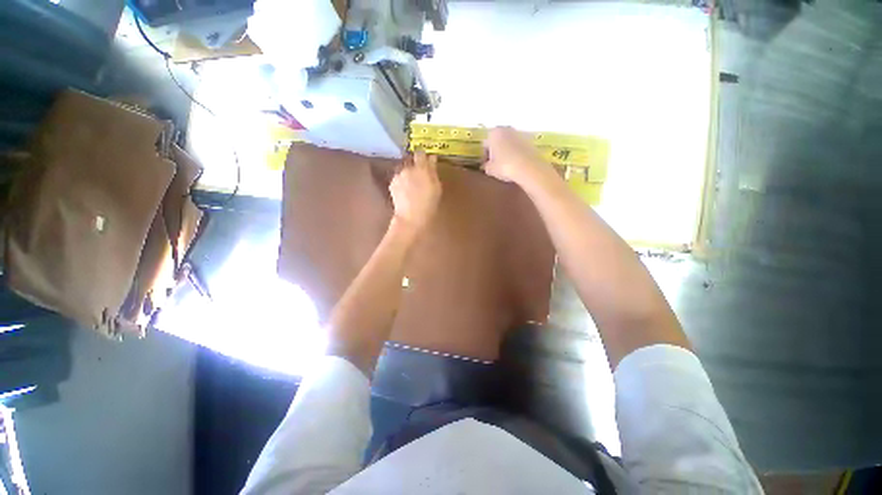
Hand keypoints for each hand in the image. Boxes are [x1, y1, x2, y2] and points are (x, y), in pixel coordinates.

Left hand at [390, 151, 441, 233]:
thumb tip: (432, 158)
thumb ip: (433, 171)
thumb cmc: (429, 204)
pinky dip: (401, 181)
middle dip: (414, 165)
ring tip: (411, 185)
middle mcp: (408, 168)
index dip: (422, 155)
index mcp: (421, 168)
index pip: (420, 153)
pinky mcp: (392, 184)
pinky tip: (405, 191)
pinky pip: (398, 178)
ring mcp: (398, 175)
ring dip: (407, 173)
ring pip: (403, 169)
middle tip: (420, 175)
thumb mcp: (436, 187)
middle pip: (410, 160)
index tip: (426, 159)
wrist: (411, 217)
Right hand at [482, 127, 548, 186]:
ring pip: (508, 142)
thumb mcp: (490, 169)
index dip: (485, 156)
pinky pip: (518, 146)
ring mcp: (519, 133)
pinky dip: (515, 152)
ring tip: (506, 164)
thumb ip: (486, 166)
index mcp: (493, 133)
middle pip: (497, 140)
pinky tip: (515, 163)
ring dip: (506, 150)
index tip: (486, 164)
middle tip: (495, 163)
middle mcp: (506, 129)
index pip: (485, 145)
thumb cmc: (504, 166)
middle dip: (496, 150)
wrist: (528, 167)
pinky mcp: (529, 139)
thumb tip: (486, 165)